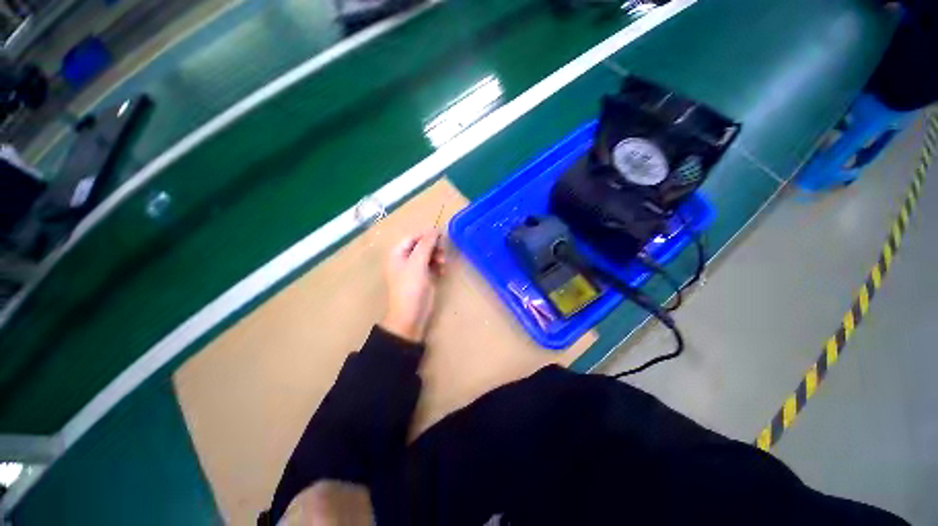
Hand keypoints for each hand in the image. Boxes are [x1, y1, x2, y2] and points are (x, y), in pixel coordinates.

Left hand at [381, 229, 444, 341]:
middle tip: (443, 251)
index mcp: (398, 253)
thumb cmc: (410, 287)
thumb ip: (426, 244)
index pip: (413, 236)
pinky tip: (442, 271)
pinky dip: (438, 265)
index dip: (426, 234)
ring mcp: (414, 269)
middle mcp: (405, 259)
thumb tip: (435, 228)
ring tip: (443, 263)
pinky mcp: (423, 277)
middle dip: (433, 246)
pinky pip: (432, 265)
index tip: (442, 234)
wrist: (410, 315)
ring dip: (437, 256)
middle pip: (421, 245)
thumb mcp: (418, 263)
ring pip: (428, 254)